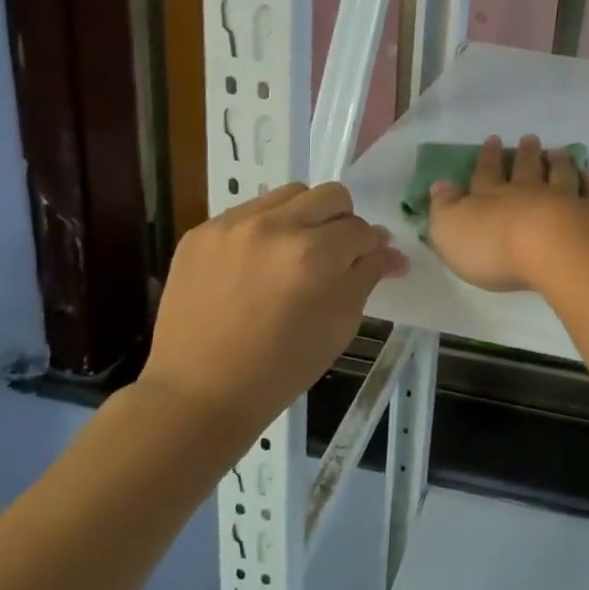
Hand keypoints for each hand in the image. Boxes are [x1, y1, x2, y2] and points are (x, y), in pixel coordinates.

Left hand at [139, 182, 406, 430]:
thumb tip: (391, 251)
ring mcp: (233, 225)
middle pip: (330, 195)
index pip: (361, 229)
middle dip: (343, 221)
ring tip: (294, 252)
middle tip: (334, 253)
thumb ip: (367, 276)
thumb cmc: (281, 369)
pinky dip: (265, 228)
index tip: (369, 260)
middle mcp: (275, 227)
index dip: (371, 247)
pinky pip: (249, 211)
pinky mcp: (201, 232)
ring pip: (289, 194)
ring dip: (304, 216)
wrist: (198, 395)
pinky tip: (256, 263)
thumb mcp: (339, 325)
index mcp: (314, 255)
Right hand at [426, 135, 588, 293]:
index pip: (487, 173)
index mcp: (492, 197)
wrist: (556, 250)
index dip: (488, 157)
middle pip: (527, 169)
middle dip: (526, 154)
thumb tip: (439, 186)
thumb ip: (444, 208)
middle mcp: (529, 192)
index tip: (493, 140)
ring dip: (559, 162)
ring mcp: (566, 199)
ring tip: (559, 152)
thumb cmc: (495, 246)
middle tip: (529, 138)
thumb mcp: (451, 230)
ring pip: (561, 175)